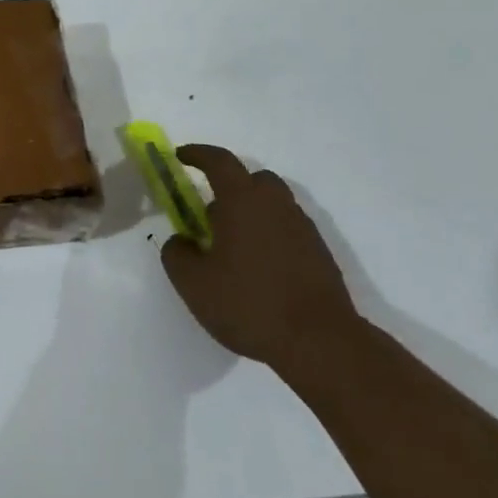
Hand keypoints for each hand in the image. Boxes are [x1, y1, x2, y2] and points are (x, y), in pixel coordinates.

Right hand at [160, 144, 358, 371]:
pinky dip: (269, 235)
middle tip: (209, 213)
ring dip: (250, 212)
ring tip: (232, 246)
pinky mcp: (319, 253)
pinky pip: (287, 229)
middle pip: (252, 178)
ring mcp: (302, 228)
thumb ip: (177, 253)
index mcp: (242, 201)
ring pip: (272, 204)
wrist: (320, 342)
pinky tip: (259, 268)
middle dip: (228, 186)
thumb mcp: (193, 283)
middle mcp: (275, 205)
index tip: (180, 157)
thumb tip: (181, 240)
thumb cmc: (249, 304)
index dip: (197, 154)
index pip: (219, 161)